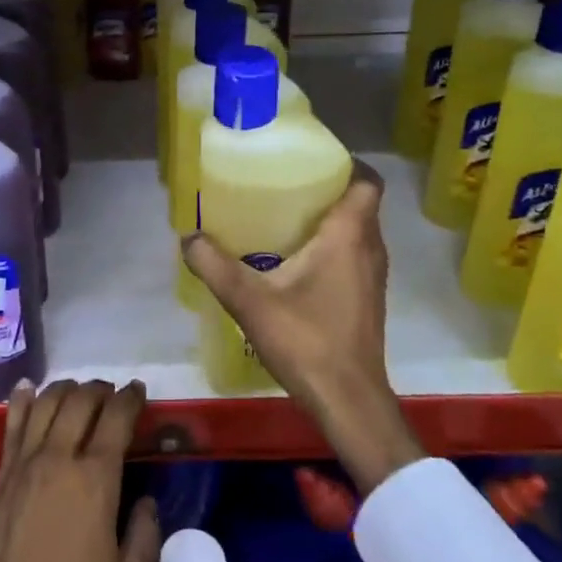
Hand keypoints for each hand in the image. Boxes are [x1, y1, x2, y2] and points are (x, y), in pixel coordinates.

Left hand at [0, 380, 160, 561]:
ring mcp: (23, 466)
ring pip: (45, 404)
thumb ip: (146, 537)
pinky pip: (11, 426)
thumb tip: (146, 504)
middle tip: (112, 394)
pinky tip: (27, 388)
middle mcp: (58, 459)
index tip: (139, 391)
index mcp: (96, 480)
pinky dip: (22, 400)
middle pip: (80, 401)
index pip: (116, 418)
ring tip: (78, 391)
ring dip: (65, 389)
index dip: (130, 399)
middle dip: (100, 390)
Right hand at [182, 161, 422, 493]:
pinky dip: (333, 247)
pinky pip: (354, 255)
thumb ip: (215, 266)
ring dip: (331, 220)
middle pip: (359, 203)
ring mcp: (373, 276)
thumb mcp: (250, 301)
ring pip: (358, 231)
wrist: (348, 401)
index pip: (366, 181)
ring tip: (285, 218)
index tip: (310, 160)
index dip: (345, 163)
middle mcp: (370, 249)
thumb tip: (188, 238)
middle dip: (327, 189)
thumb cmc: (307, 341)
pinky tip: (296, 262)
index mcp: (349, 235)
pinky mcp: (367, 299)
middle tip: (285, 185)